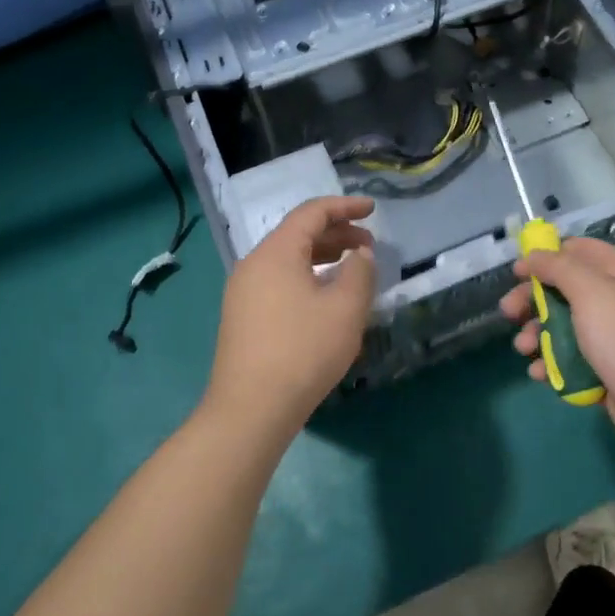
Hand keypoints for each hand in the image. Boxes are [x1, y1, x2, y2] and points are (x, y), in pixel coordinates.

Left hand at [203, 196, 376, 438]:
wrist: (251, 408)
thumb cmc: (303, 351)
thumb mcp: (345, 309)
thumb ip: (360, 272)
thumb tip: (359, 254)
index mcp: (275, 253)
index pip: (311, 214)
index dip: (344, 207)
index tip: (372, 210)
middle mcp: (253, 265)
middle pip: (297, 234)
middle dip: (336, 233)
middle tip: (368, 246)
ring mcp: (243, 292)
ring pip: (287, 260)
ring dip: (321, 257)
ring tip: (351, 268)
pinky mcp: (242, 317)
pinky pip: (278, 281)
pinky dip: (306, 277)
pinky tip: (324, 298)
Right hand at [499, 237, 614, 470]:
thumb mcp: (593, 293)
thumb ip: (560, 268)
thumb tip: (535, 253)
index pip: (579, 251)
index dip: (546, 256)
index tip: (517, 272)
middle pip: (566, 290)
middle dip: (534, 300)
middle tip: (508, 313)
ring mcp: (613, 339)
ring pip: (564, 327)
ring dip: (537, 335)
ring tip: (523, 350)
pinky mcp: (608, 372)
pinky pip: (572, 361)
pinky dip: (552, 365)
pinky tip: (539, 376)